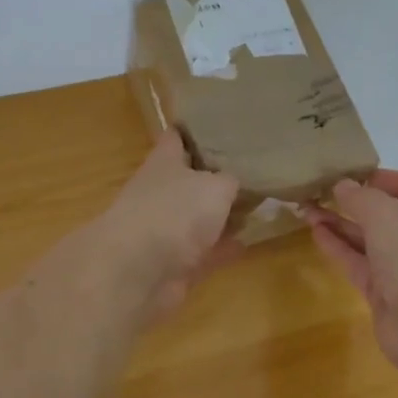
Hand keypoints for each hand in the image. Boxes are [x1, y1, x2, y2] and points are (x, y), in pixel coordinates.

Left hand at [91, 130, 241, 321]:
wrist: (137, 272)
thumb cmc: (174, 212)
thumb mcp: (215, 186)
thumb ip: (231, 181)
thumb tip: (236, 183)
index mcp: (164, 162)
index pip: (178, 137)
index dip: (197, 130)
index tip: (224, 125)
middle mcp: (162, 193)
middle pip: (192, 180)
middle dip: (219, 176)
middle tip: (256, 169)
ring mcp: (166, 230)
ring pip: (200, 218)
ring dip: (224, 215)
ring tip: (259, 206)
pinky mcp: (175, 265)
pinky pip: (205, 252)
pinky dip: (224, 248)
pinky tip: (249, 242)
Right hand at [304, 170, 397, 370]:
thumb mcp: (384, 213)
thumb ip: (359, 196)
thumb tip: (341, 185)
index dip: (386, 178)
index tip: (353, 174)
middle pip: (385, 211)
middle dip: (353, 201)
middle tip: (318, 190)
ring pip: (367, 237)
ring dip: (339, 223)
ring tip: (305, 208)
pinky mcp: (383, 290)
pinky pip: (357, 261)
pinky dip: (337, 246)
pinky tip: (314, 232)